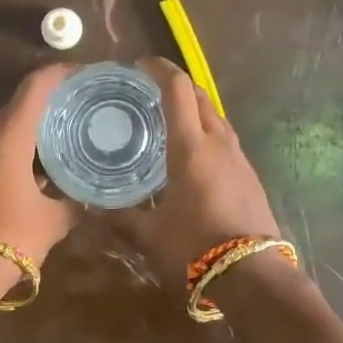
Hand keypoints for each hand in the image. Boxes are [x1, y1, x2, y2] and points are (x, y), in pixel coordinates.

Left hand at [0, 64, 78, 264]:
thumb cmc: (15, 237)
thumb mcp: (56, 218)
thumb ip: (79, 201)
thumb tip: (98, 197)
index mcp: (9, 138)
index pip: (35, 87)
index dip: (61, 74)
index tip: (86, 75)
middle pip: (20, 102)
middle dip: (51, 98)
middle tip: (83, 103)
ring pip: (9, 124)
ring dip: (36, 123)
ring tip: (69, 129)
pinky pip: (0, 145)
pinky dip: (23, 144)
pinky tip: (47, 160)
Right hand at [105, 58, 282, 284]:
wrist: (253, 275)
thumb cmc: (195, 249)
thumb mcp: (149, 236)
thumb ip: (120, 219)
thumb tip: (90, 208)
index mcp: (191, 147)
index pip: (177, 89)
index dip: (159, 69)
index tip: (139, 66)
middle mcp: (218, 143)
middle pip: (201, 96)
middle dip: (177, 85)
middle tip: (150, 92)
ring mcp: (239, 158)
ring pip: (217, 117)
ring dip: (195, 108)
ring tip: (170, 120)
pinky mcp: (250, 176)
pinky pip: (225, 139)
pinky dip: (207, 132)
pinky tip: (193, 154)